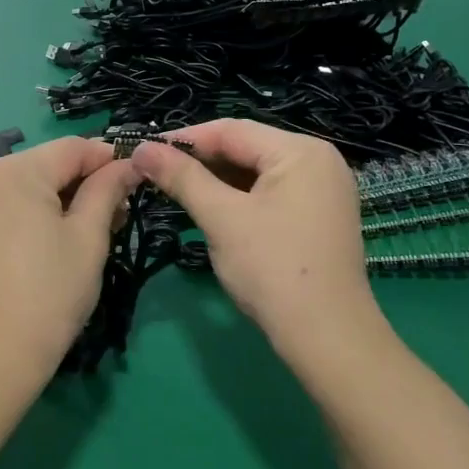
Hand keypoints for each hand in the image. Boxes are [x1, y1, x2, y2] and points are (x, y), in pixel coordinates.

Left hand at [0, 138, 139, 394]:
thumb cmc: (49, 295)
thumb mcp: (88, 238)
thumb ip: (108, 190)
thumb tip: (128, 163)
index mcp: (14, 171)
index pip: (72, 148)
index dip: (108, 159)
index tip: (137, 179)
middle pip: (46, 164)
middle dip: (84, 182)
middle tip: (118, 216)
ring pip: (25, 183)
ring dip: (58, 198)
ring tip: (88, 231)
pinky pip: (3, 203)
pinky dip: (30, 212)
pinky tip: (50, 239)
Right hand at [130, 120, 385, 359]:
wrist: (327, 337)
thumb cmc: (273, 269)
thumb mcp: (221, 218)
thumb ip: (182, 178)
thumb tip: (141, 149)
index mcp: (301, 151)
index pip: (231, 131)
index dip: (184, 139)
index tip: (143, 151)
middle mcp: (318, 160)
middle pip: (246, 148)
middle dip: (200, 160)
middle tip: (154, 173)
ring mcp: (323, 189)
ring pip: (256, 172)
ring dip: (216, 180)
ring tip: (175, 190)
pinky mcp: (319, 215)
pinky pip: (270, 192)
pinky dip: (238, 197)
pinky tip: (210, 208)